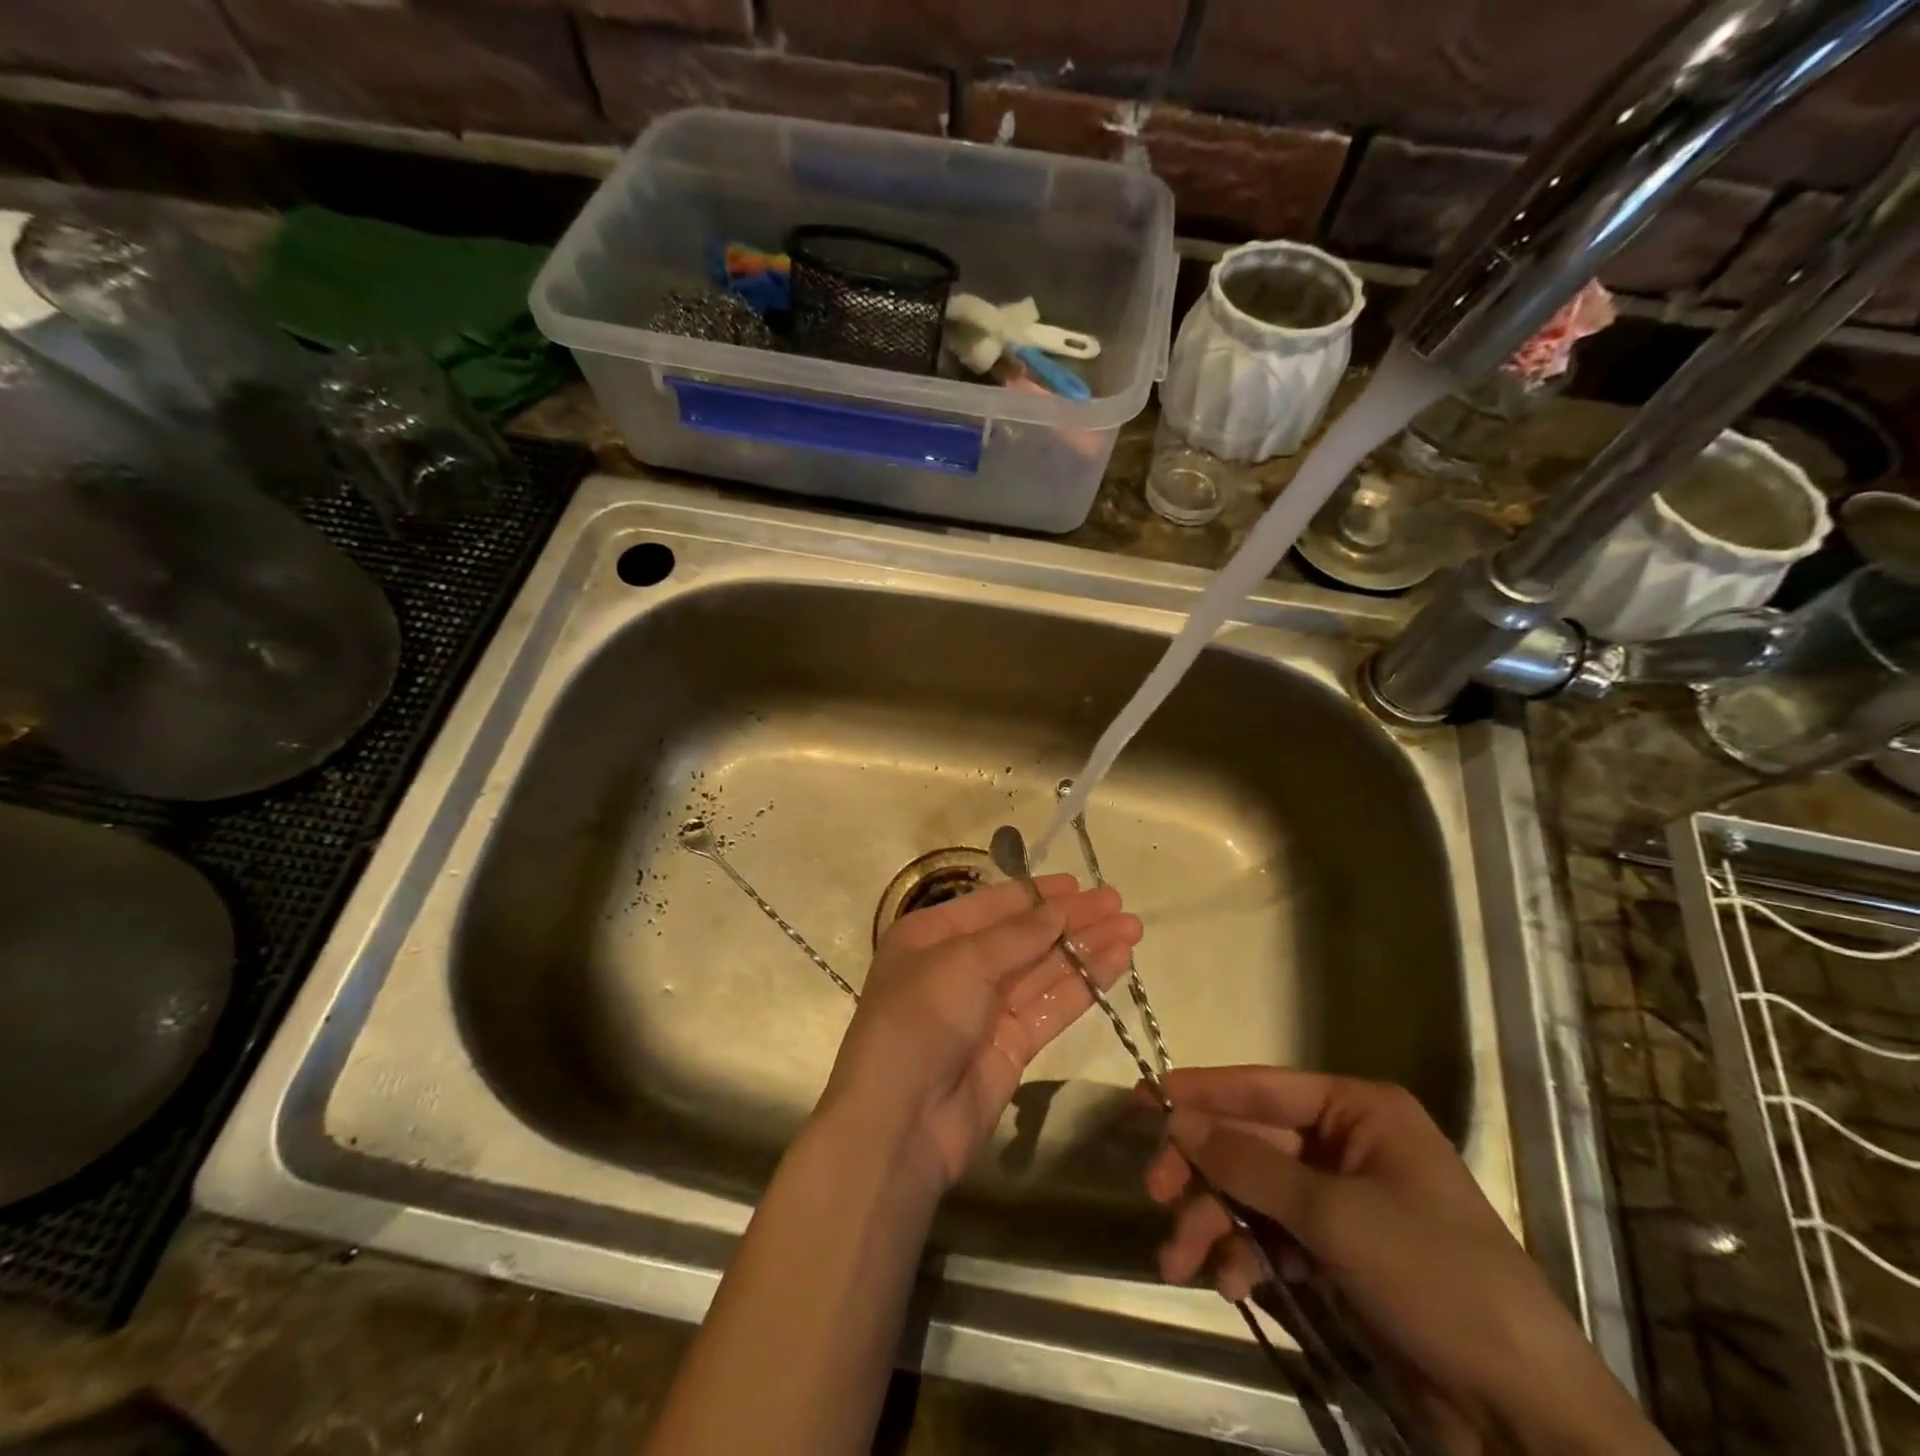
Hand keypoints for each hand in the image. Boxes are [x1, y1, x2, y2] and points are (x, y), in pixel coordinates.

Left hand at [820, 874, 1140, 1190]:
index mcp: (931, 936)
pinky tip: (1116, 962)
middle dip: (1070, 919)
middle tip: (1118, 903)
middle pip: (1024, 936)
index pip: (993, 905)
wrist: (901, 1122)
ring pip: (1044, 969)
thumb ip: (1016, 935)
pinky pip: (1051, 1006)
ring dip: (1085, 949)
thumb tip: (1060, 909)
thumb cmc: (920, 1020)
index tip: (1080, 884)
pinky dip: (1083, 985)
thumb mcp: (963, 962)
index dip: (1038, 894)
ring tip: (1132, 927)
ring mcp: (986, 1008)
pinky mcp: (1011, 1046)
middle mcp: (958, 966)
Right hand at [1144, 1067, 1671, 1455]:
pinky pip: (1273, 1238)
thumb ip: (1248, 1164)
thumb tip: (1176, 1116)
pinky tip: (1228, 1284)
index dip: (1205, 1091)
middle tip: (1156, 1191)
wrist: (1525, 1416)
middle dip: (1204, 1172)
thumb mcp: (1334, 1215)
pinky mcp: (1339, 1256)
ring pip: (1254, 1194)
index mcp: (1360, 1111)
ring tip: (1179, 1262)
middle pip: (1252, 1144)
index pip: (1264, 1087)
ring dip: (1214, 1223)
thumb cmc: (1435, 1279)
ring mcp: (1342, 1202)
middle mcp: (1347, 1145)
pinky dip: (1245, 1256)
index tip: (1146, 1096)